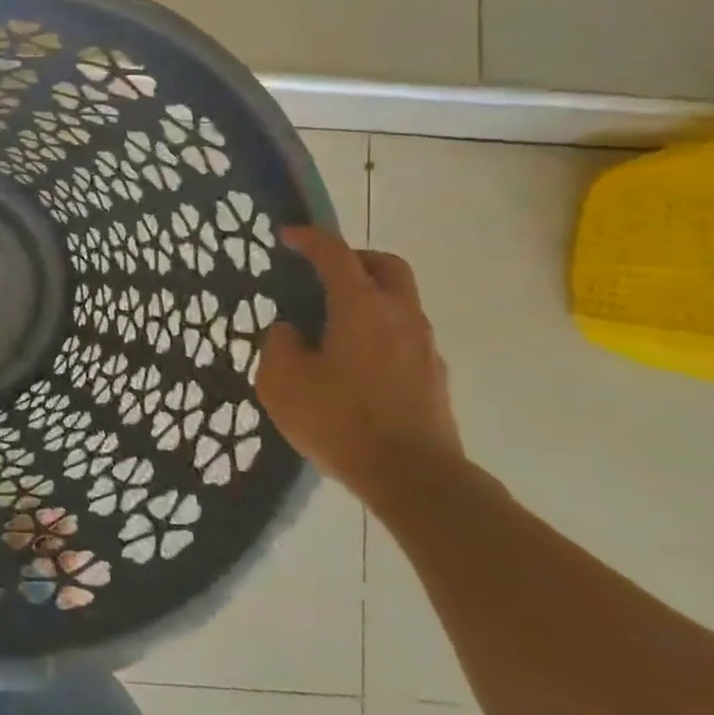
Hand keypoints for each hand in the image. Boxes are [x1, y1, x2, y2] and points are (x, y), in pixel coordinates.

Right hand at [257, 227, 463, 508]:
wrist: (413, 478)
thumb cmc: (340, 420)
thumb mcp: (282, 381)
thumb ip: (280, 345)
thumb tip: (291, 331)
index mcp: (361, 307)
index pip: (336, 255)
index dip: (309, 239)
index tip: (287, 236)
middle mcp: (399, 316)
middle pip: (386, 266)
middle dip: (354, 259)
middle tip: (324, 272)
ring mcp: (423, 347)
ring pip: (399, 301)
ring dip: (368, 297)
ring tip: (332, 323)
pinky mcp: (433, 377)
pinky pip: (404, 335)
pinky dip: (379, 330)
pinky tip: (353, 361)